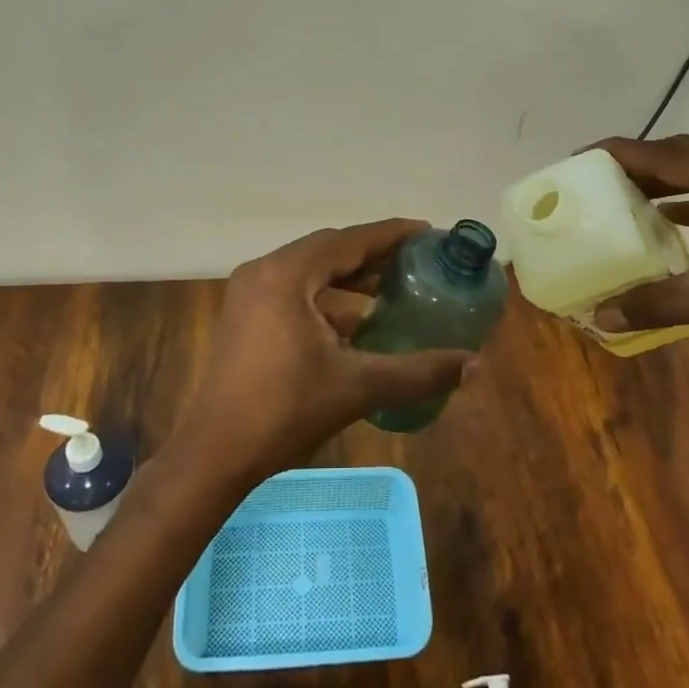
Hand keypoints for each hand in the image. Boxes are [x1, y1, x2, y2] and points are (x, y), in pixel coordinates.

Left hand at [175, 219, 475, 484]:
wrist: (214, 454)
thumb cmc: (283, 411)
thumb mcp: (356, 387)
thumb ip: (417, 372)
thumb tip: (474, 364)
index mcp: (286, 275)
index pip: (349, 241)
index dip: (391, 235)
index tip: (428, 232)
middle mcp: (264, 271)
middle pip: (329, 251)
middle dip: (374, 255)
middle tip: (418, 260)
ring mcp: (250, 294)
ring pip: (311, 272)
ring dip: (351, 278)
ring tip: (395, 289)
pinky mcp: (246, 317)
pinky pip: (296, 292)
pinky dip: (329, 299)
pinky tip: (359, 322)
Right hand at [589, 136, 688, 375]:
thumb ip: (659, 302)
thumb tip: (600, 316)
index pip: (669, 155)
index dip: (620, 154)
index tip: (578, 158)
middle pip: (685, 155)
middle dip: (638, 163)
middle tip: (595, 176)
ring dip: (664, 181)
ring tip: (621, 194)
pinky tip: (665, 220)